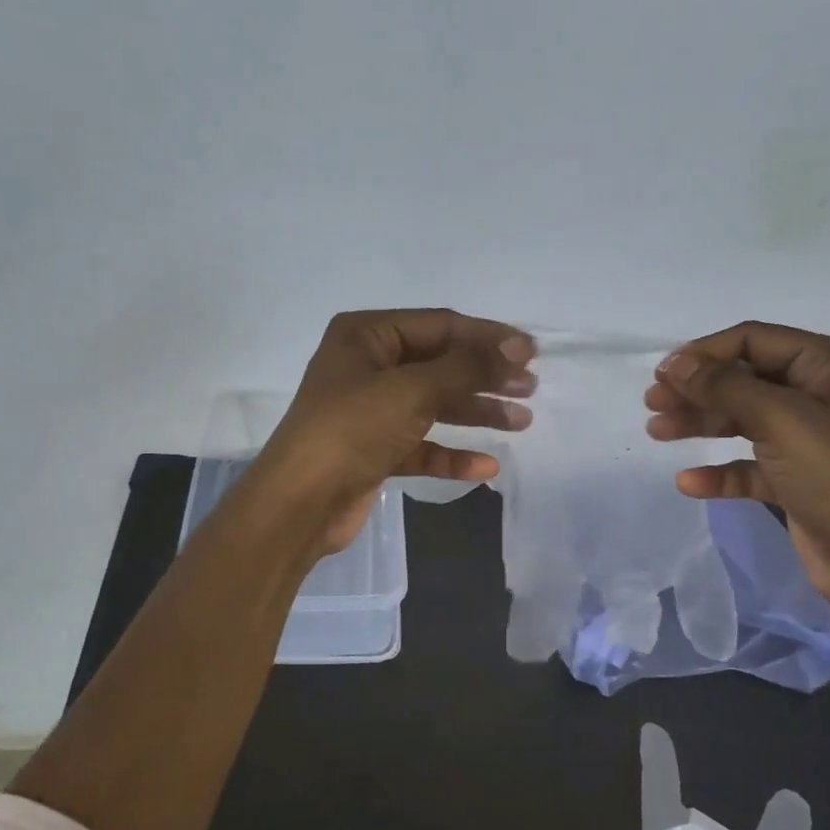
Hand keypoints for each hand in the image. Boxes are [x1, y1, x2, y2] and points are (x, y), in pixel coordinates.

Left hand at [250, 309, 535, 555]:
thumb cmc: (352, 430)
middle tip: (529, 389)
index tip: (531, 354)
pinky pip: (422, 445)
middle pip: (440, 364)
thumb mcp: (412, 390)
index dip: (488, 338)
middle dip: (486, 376)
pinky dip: (452, 454)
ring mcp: (371, 410)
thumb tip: (514, 349)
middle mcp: (368, 366)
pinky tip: (486, 466)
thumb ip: (466, 367)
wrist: (299, 504)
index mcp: (366, 335)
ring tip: (521, 422)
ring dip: (476, 412)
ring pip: (435, 404)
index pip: (440, 326)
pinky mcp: (375, 450)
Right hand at [642, 322, 829, 609]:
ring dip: (701, 425)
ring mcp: (809, 438)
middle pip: (744, 380)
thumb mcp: (780, 419)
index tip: (662, 374)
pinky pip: (749, 465)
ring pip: (743, 420)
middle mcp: (821, 394)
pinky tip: (689, 483)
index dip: (705, 353)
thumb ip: (724, 387)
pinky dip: (720, 471)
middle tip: (653, 404)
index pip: (755, 341)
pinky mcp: (797, 478)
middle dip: (697, 390)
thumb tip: (674, 365)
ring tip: (657, 432)